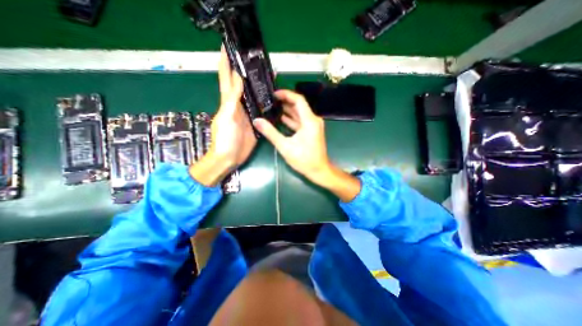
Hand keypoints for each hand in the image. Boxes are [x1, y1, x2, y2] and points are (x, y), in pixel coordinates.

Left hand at [191, 44, 254, 187]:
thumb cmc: (225, 138)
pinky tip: (273, 97)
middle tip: (255, 59)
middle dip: (246, 71)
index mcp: (228, 102)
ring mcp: (248, 114)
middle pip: (242, 85)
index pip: (226, 78)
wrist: (230, 158)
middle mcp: (238, 105)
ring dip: (258, 86)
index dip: (226, 62)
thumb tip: (239, 77)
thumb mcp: (227, 117)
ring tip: (268, 75)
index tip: (227, 46)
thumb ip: (233, 98)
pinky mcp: (256, 122)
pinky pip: (261, 109)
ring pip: (253, 96)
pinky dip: (265, 101)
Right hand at [254, 90, 328, 181]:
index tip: (274, 94)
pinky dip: (291, 119)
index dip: (286, 94)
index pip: (298, 100)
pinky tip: (280, 119)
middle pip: (298, 106)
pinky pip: (300, 121)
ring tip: (272, 108)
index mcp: (309, 121)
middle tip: (270, 101)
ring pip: (299, 114)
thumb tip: (257, 121)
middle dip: (284, 102)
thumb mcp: (285, 146)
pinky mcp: (311, 131)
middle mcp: (313, 120)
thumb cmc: (304, 159)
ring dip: (287, 111)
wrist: (319, 170)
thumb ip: (271, 133)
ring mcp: (313, 126)